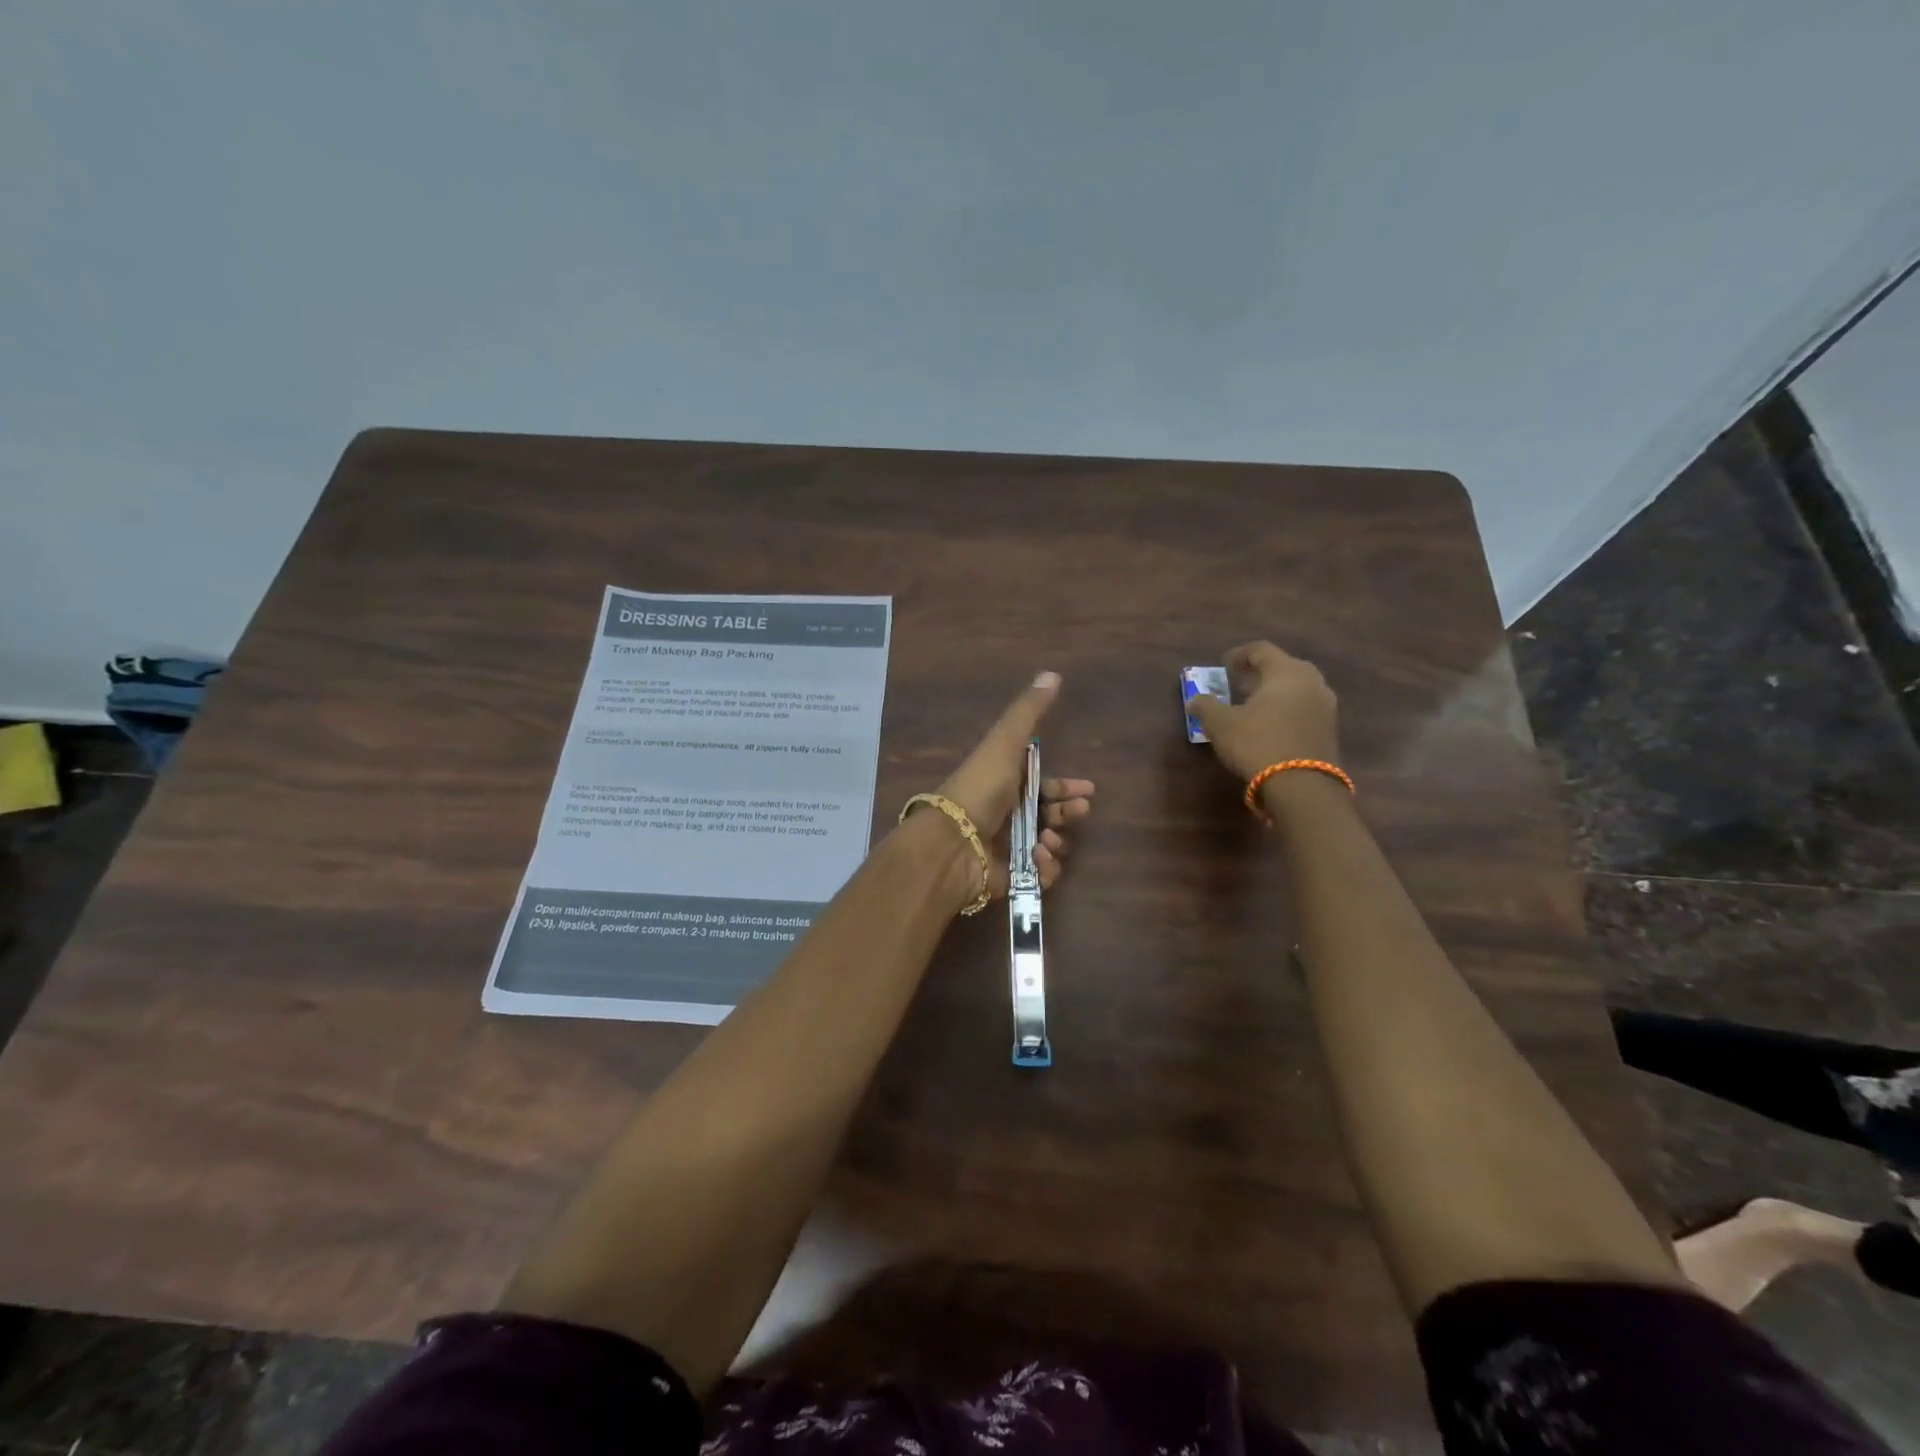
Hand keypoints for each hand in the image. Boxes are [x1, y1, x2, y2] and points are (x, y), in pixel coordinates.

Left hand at [930, 671, 1094, 895]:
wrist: (951, 843)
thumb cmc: (979, 789)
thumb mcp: (1004, 743)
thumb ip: (1028, 712)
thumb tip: (1052, 674)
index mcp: (1004, 784)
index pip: (1043, 786)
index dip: (1066, 788)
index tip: (1086, 790)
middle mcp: (1006, 815)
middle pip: (1050, 815)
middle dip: (1068, 813)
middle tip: (1078, 811)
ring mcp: (1007, 848)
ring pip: (1049, 845)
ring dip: (1058, 840)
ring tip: (1049, 839)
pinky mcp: (1010, 877)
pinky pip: (1041, 875)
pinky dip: (1046, 867)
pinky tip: (1038, 857)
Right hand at [1190, 642, 1341, 782]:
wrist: (1302, 785)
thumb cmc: (1257, 743)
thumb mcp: (1220, 724)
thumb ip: (1205, 706)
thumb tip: (1194, 700)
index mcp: (1285, 671)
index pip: (1262, 650)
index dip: (1240, 655)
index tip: (1224, 666)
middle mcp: (1311, 681)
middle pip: (1285, 666)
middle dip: (1261, 673)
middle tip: (1241, 684)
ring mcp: (1326, 706)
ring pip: (1298, 688)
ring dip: (1276, 692)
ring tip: (1255, 706)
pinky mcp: (1331, 729)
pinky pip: (1306, 708)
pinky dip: (1288, 709)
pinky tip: (1272, 725)